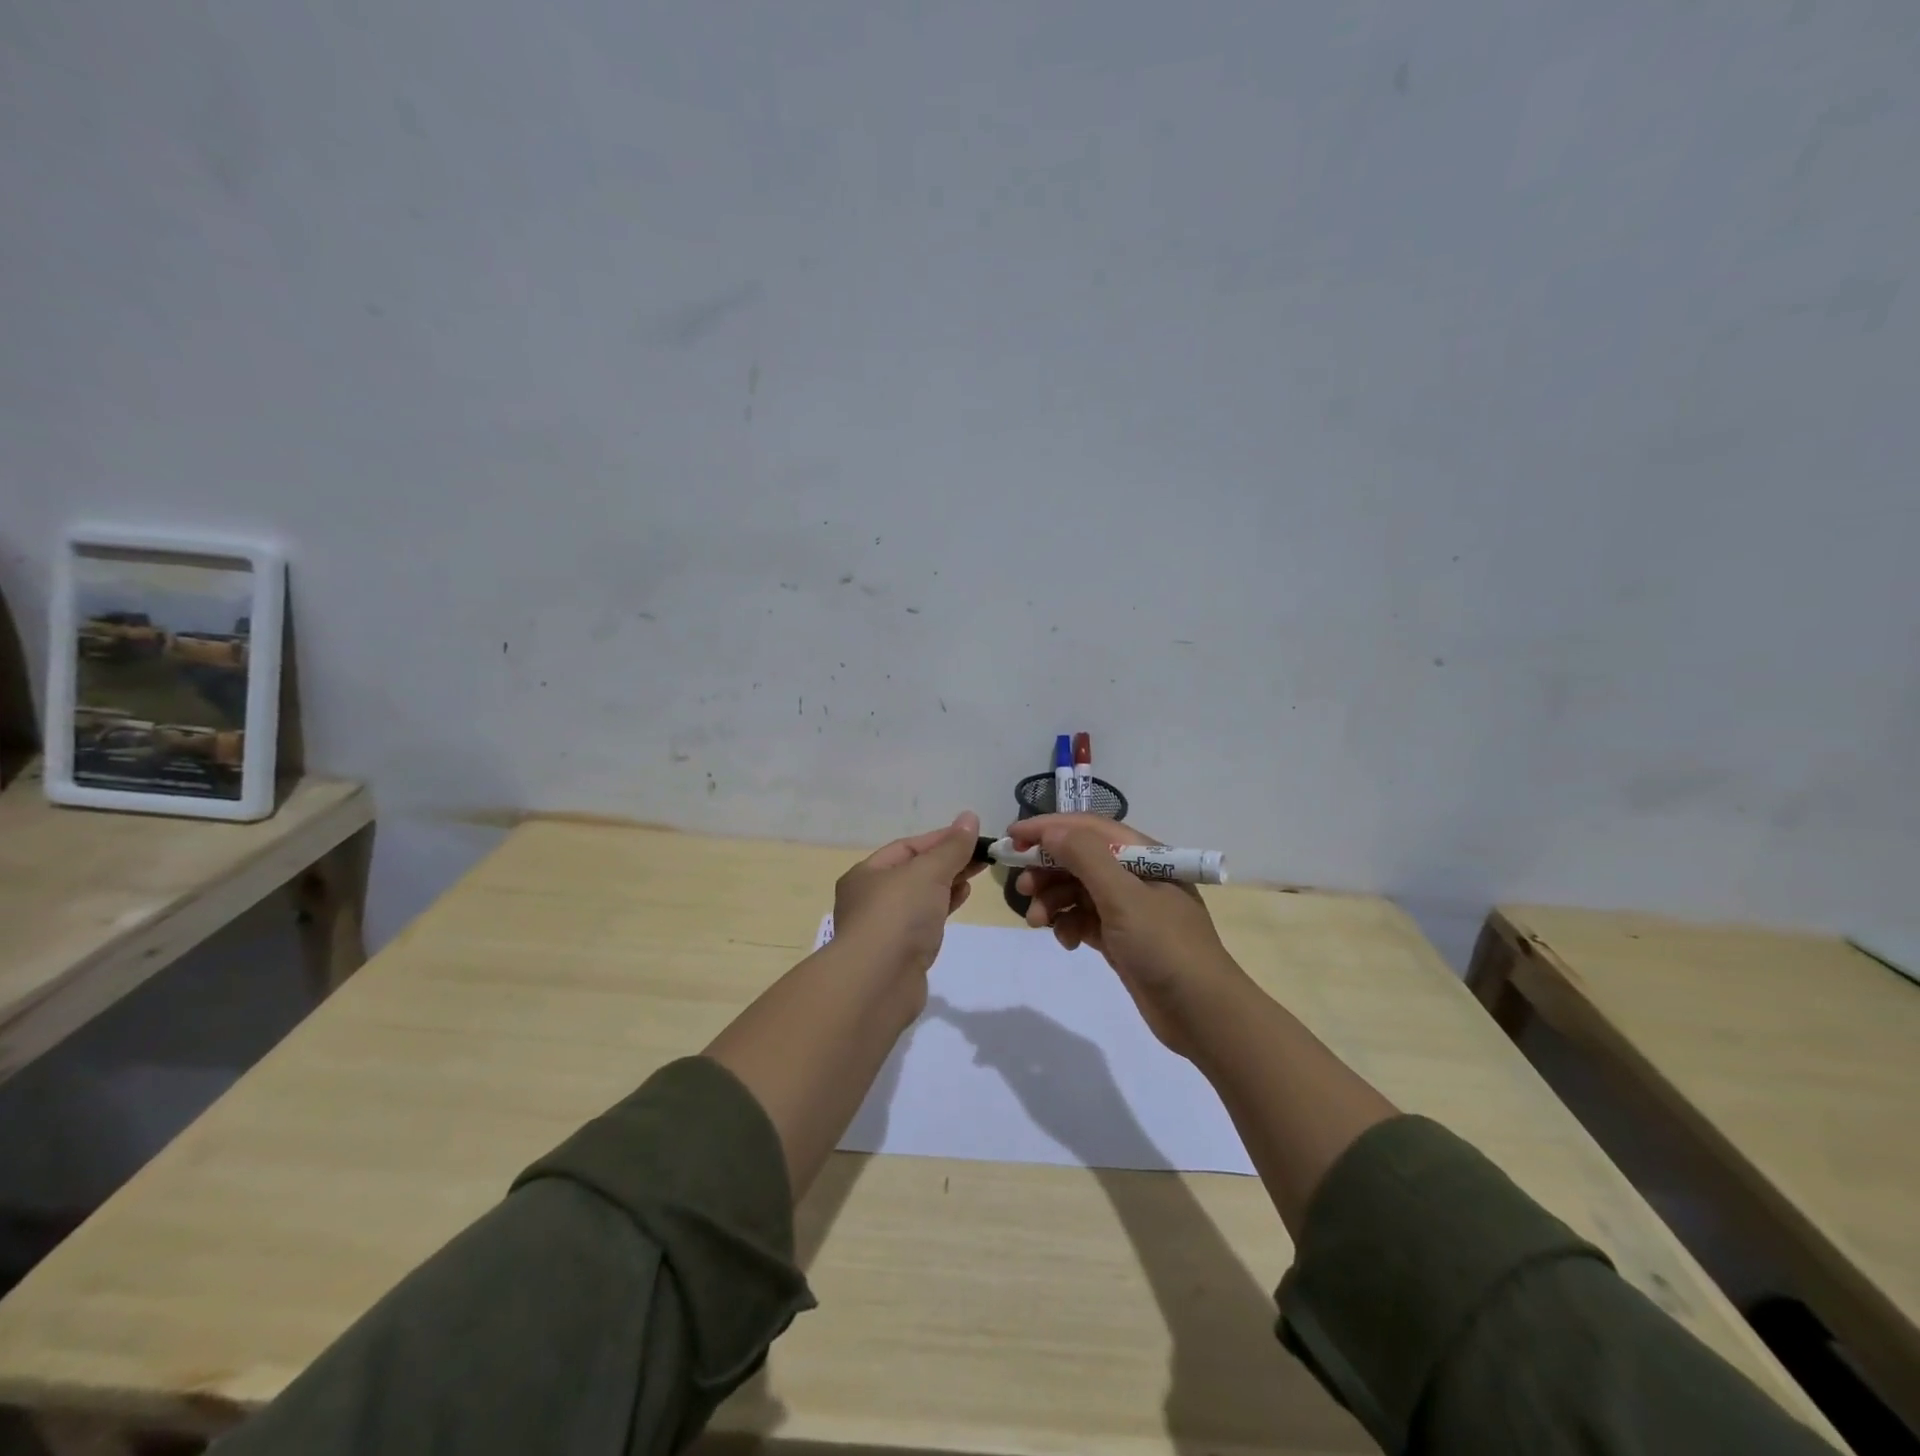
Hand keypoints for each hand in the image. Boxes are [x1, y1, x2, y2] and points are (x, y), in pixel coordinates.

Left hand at [832, 811, 984, 987]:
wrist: (878, 983)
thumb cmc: (898, 915)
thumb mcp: (928, 872)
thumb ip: (951, 847)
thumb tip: (969, 817)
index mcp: (865, 873)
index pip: (907, 847)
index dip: (941, 839)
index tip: (973, 836)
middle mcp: (869, 899)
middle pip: (913, 872)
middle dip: (947, 862)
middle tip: (981, 856)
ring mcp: (883, 928)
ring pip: (920, 897)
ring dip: (947, 884)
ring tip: (975, 876)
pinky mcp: (899, 953)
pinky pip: (924, 922)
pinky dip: (943, 908)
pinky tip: (961, 900)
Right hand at [1011, 814, 1244, 1057]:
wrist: (1203, 1015)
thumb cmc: (1165, 947)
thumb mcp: (1124, 897)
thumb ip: (1086, 858)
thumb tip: (1051, 831)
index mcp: (1143, 855)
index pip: (1088, 828)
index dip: (1048, 828)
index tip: (1011, 838)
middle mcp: (1135, 875)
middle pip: (1079, 858)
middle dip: (1047, 869)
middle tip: (1022, 887)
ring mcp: (1128, 908)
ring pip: (1077, 890)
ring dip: (1053, 900)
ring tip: (1036, 922)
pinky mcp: (1121, 937)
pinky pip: (1083, 919)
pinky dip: (1068, 925)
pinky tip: (1064, 941)